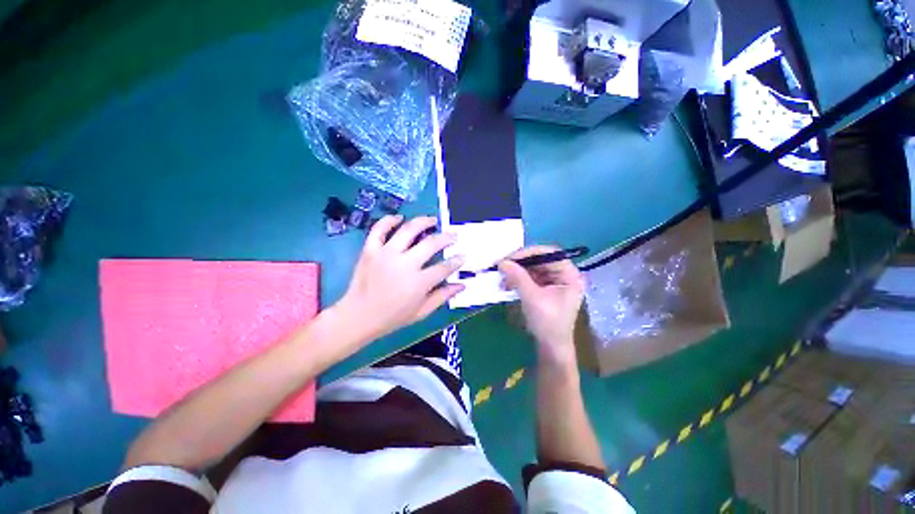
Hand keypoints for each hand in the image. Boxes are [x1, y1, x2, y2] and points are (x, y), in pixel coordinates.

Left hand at [335, 215, 464, 344]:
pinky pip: (379, 229)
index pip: (444, 267)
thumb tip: (461, 285)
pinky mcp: (370, 250)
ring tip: (432, 220)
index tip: (462, 256)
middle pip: (431, 243)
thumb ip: (442, 297)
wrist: (358, 316)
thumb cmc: (392, 317)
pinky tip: (399, 218)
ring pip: (408, 230)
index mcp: (419, 282)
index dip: (456, 261)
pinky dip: (389, 220)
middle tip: (453, 235)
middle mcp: (404, 264)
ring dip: (423, 221)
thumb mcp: (421, 312)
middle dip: (446, 238)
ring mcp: (386, 254)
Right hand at [498, 246, 584, 367]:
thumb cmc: (548, 323)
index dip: (529, 253)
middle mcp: (563, 274)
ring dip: (516, 272)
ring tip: (502, 279)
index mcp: (569, 274)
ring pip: (532, 268)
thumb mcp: (532, 298)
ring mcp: (553, 281)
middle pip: (539, 259)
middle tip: (501, 266)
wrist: (551, 347)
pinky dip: (517, 279)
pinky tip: (506, 285)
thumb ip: (518, 277)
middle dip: (519, 263)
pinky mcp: (544, 288)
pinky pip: (529, 277)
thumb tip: (502, 262)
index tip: (509, 258)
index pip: (549, 253)